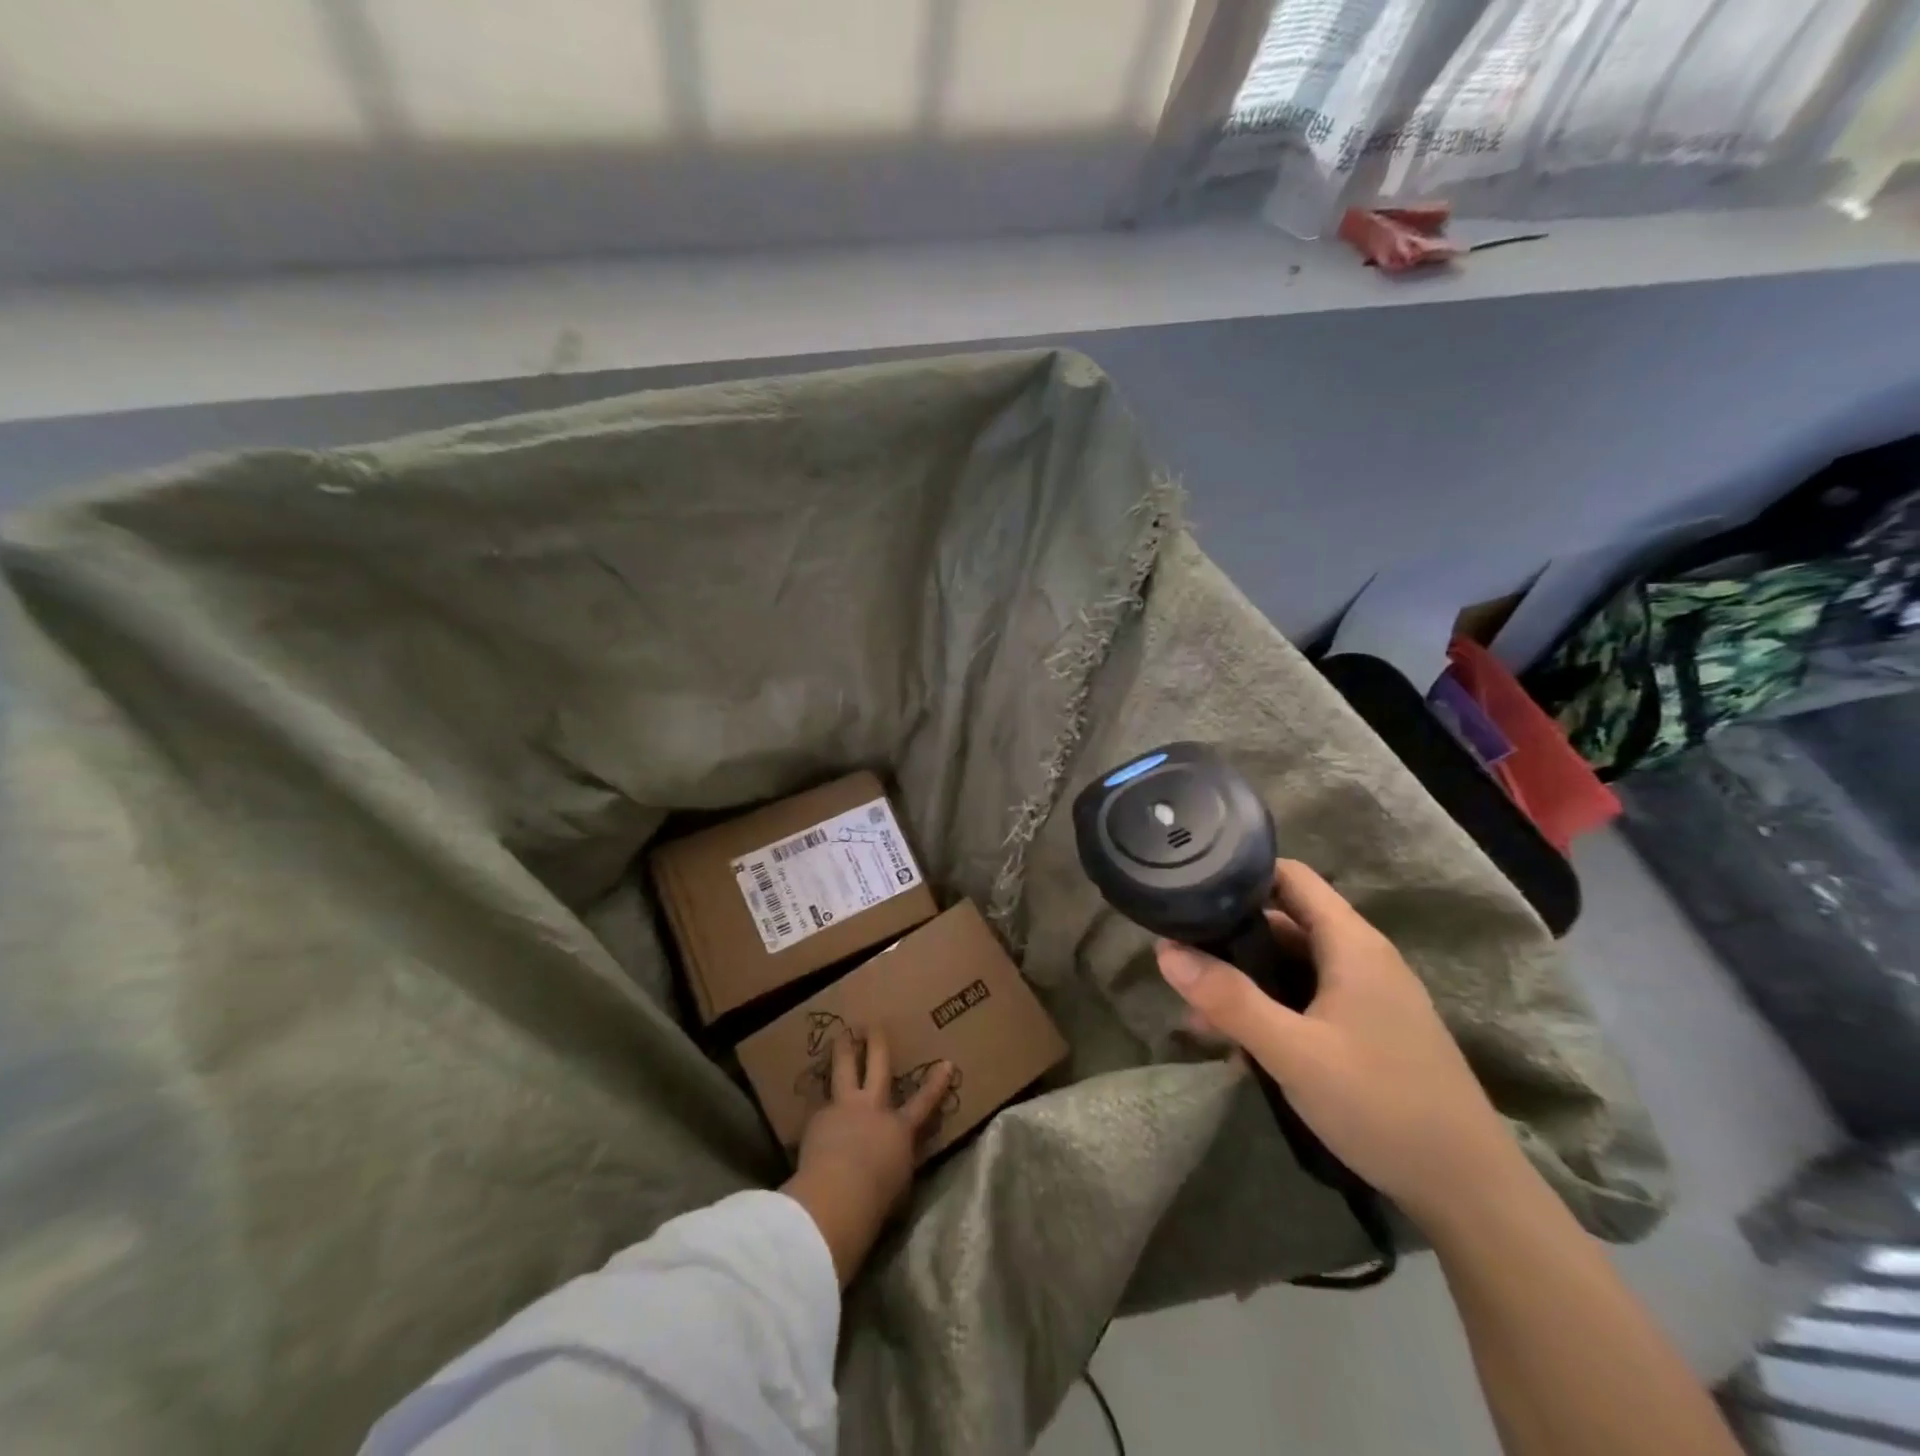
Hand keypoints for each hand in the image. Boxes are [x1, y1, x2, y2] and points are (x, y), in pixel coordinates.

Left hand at [781, 1027, 953, 1285]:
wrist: (837, 1195)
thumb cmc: (876, 1200)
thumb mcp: (898, 1183)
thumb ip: (897, 1163)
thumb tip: (893, 1160)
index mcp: (899, 1129)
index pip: (923, 1104)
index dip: (936, 1084)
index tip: (946, 1064)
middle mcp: (872, 1108)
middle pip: (877, 1066)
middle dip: (877, 1044)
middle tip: (873, 1024)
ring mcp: (844, 1108)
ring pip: (843, 1070)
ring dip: (843, 1050)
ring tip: (840, 1036)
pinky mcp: (817, 1119)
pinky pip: (820, 1108)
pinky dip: (820, 1109)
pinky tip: (814, 1114)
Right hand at [1155, 859, 1521, 1228]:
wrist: (1470, 1192)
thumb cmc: (1382, 1105)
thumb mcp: (1294, 1052)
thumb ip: (1229, 1000)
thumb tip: (1165, 951)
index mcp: (1351, 943)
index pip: (1289, 876)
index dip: (1239, 872)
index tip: (1189, 886)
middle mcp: (1360, 957)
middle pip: (1284, 921)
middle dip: (1230, 936)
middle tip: (1179, 954)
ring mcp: (1367, 995)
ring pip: (1292, 966)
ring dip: (1246, 980)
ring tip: (1195, 1007)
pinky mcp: (1368, 1030)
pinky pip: (1307, 1000)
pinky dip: (1270, 1009)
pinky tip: (1237, 1044)